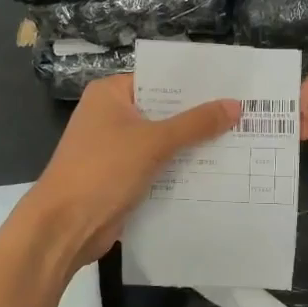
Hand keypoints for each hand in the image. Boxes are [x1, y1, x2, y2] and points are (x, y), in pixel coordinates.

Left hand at [28, 75, 240, 273]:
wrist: (64, 227)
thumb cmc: (103, 170)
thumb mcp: (153, 142)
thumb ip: (195, 124)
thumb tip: (236, 106)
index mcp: (111, 94)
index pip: (159, 79)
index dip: (194, 84)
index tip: (231, 86)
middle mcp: (111, 115)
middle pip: (163, 110)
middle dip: (199, 116)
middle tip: (244, 114)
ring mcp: (115, 148)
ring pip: (162, 140)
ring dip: (192, 145)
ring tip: (239, 140)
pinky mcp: (121, 176)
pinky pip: (157, 165)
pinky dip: (179, 168)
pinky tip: (216, 171)